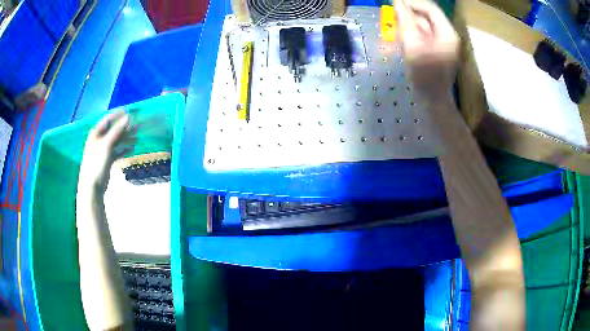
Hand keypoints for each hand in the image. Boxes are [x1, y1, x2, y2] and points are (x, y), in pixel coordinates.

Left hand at [78, 111, 129, 193]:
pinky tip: (132, 148)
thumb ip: (116, 131)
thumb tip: (128, 117)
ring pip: (116, 140)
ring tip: (137, 137)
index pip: (108, 119)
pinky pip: (117, 151)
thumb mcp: (106, 146)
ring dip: (126, 138)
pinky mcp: (107, 159)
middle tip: (138, 125)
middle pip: (113, 130)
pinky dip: (124, 149)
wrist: (92, 188)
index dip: (118, 115)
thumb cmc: (96, 165)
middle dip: (125, 127)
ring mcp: (103, 150)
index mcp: (96, 134)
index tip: (130, 111)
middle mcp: (99, 140)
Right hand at [396, 0, 459, 99]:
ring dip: (406, 26)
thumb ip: (406, 21)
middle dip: (407, 16)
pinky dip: (410, 36)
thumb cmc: (425, 74)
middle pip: (426, 17)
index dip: (412, 3)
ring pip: (422, 27)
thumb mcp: (414, 44)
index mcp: (447, 33)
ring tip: (392, 31)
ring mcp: (442, 44)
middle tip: (391, 18)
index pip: (430, 9)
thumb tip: (397, 1)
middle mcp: (447, 36)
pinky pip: (422, 37)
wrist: (433, 101)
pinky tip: (400, 40)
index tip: (393, 3)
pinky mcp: (436, 51)